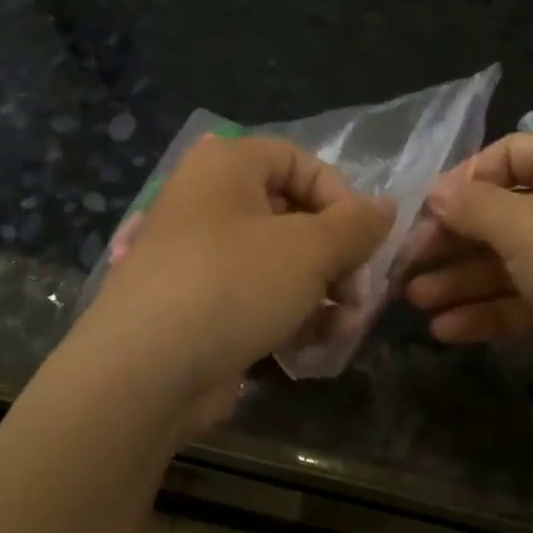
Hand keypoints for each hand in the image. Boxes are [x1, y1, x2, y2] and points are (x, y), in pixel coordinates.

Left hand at [81, 135, 391, 430]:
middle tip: (360, 292)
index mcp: (227, 167)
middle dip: (337, 257)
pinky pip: (257, 298)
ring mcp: (202, 258)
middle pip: (294, 216)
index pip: (300, 161)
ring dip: (322, 294)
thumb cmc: (234, 284)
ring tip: (345, 327)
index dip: (341, 196)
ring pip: (280, 264)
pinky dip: (290, 316)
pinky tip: (315, 346)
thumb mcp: (310, 249)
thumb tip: (387, 207)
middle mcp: (210, 202)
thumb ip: (356, 225)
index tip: (365, 239)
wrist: (145, 371)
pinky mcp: (200, 306)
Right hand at [403, 133, 532, 416]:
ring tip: (412, 299)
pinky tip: (443, 329)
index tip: (422, 209)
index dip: (462, 180)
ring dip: (457, 280)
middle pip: (498, 213)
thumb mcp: (528, 226)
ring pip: (503, 262)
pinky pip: (517, 301)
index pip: (507, 156)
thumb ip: (473, 206)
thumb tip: (435, 191)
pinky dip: (482, 312)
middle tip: (405, 261)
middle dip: (450, 239)